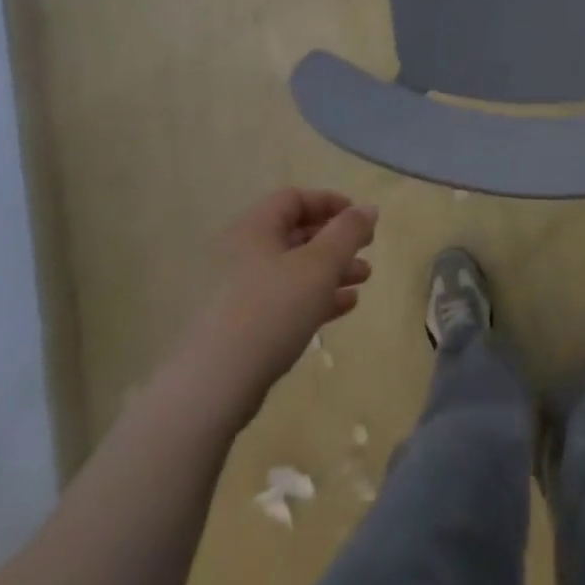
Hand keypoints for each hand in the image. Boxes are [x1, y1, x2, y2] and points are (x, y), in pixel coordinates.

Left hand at [185, 189, 377, 422]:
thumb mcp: (319, 265)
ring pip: (294, 269)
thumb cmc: (271, 309)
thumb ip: (348, 232)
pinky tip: (344, 306)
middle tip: (367, 250)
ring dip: (331, 270)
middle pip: (296, 233)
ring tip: (363, 280)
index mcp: (254, 228)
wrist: (215, 385)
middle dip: (336, 241)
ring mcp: (240, 291)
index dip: (330, 202)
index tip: (360, 219)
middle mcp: (243, 253)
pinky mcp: (243, 324)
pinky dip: (315, 297)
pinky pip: (285, 298)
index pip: (294, 199)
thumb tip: (369, 208)